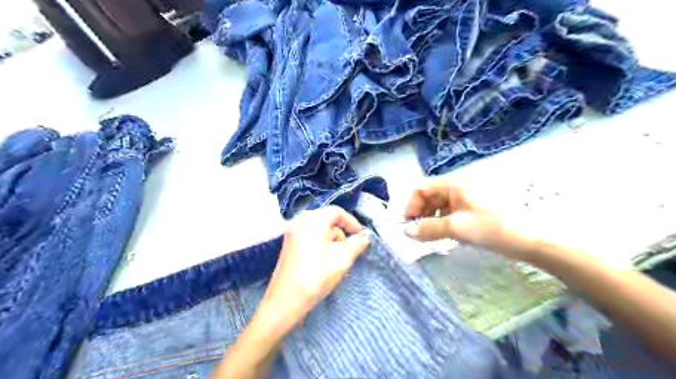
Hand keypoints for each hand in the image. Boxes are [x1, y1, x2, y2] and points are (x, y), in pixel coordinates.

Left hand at [263, 206, 368, 323]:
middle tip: (349, 252)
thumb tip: (364, 237)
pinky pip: (310, 238)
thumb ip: (356, 243)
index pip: (337, 212)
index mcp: (313, 219)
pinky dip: (320, 246)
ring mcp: (292, 232)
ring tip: (336, 262)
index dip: (352, 223)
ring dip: (331, 242)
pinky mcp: (288, 244)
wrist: (285, 300)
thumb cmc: (316, 276)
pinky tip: (323, 263)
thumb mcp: (342, 259)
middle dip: (341, 235)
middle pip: (328, 221)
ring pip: (319, 231)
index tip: (361, 236)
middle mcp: (300, 220)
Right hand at [403, 180, 536, 259]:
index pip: (420, 188)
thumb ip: (428, 228)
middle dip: (419, 214)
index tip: (408, 225)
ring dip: (429, 220)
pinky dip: (441, 224)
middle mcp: (457, 188)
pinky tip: (444, 236)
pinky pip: (448, 214)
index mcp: (453, 185)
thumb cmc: (492, 228)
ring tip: (430, 237)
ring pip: (438, 206)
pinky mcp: (472, 210)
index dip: (411, 205)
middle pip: (428, 197)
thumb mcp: (456, 228)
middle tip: (418, 234)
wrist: (530, 239)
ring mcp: (465, 199)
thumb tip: (406, 232)